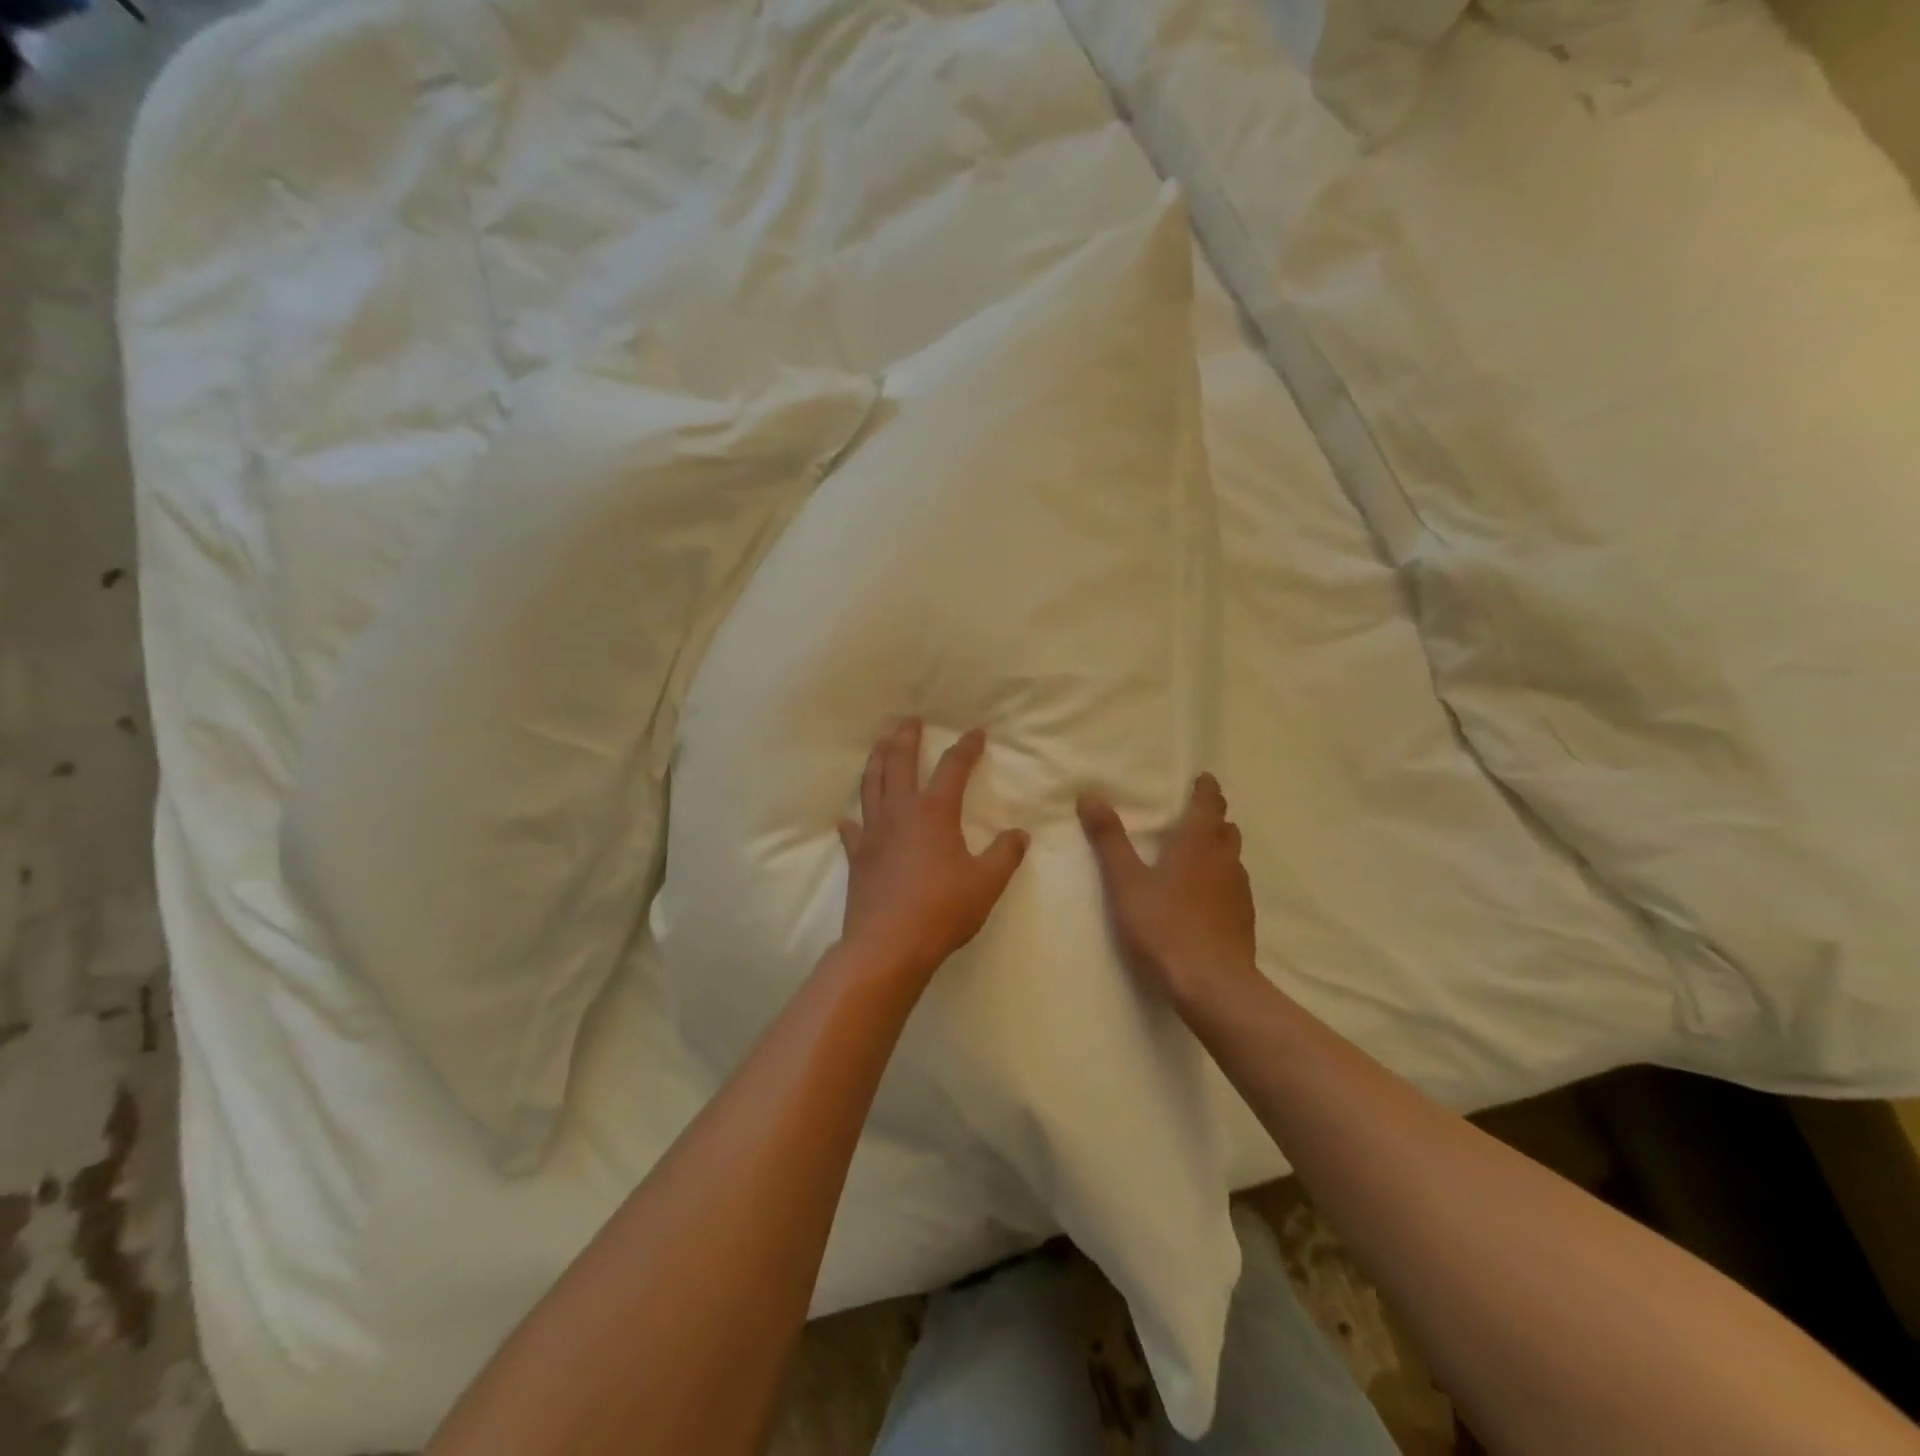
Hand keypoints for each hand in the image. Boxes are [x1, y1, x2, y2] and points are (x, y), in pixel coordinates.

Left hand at [837, 721, 1028, 988]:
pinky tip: (847, 818)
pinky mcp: (857, 857)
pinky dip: (851, 821)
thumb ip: (1005, 856)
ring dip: (876, 761)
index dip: (966, 747)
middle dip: (906, 737)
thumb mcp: (986, 884)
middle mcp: (900, 812)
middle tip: (909, 720)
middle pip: (899, 763)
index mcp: (934, 812)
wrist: (888, 945)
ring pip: (871, 785)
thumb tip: (1020, 835)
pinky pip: (852, 831)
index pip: (953, 768)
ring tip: (879, 746)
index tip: (976, 732)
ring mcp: (873, 833)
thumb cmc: (942, 910)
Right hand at [1078, 773, 1257, 1011]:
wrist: (1212, 984)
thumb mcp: (1126, 882)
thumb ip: (1109, 839)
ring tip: (1196, 855)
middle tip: (1192, 816)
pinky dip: (1221, 879)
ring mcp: (1239, 890)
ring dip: (1218, 848)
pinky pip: (1234, 885)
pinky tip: (1204, 897)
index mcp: (1197, 843)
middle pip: (1225, 828)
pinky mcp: (1244, 918)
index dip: (1206, 789)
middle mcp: (1224, 859)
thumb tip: (1089, 795)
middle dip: (1212, 818)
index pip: (1209, 803)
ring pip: (1232, 857)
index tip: (1202, 779)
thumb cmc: (1164, 926)